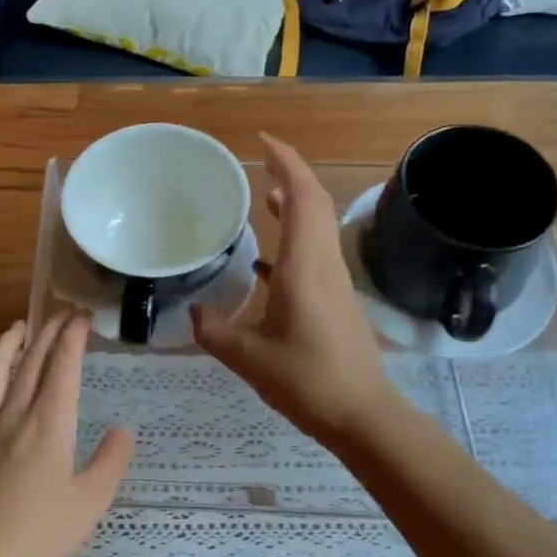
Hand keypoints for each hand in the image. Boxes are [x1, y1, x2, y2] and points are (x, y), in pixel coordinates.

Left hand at [0, 312, 133, 556]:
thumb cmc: (40, 535)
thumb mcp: (91, 502)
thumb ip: (111, 462)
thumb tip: (122, 431)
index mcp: (49, 424)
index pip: (63, 368)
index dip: (73, 338)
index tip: (82, 316)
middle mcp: (14, 418)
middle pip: (31, 364)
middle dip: (47, 334)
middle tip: (60, 314)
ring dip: (4, 349)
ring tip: (16, 329)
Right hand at [192, 133, 396, 444]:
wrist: (364, 415)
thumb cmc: (308, 381)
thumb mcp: (249, 358)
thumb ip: (215, 332)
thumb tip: (193, 313)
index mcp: (304, 267)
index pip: (301, 198)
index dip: (286, 162)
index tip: (262, 142)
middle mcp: (324, 264)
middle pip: (315, 202)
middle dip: (290, 173)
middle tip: (259, 160)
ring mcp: (335, 280)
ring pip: (319, 225)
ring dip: (295, 203)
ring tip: (262, 196)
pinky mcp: (337, 298)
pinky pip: (317, 250)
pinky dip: (295, 236)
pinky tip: (267, 257)